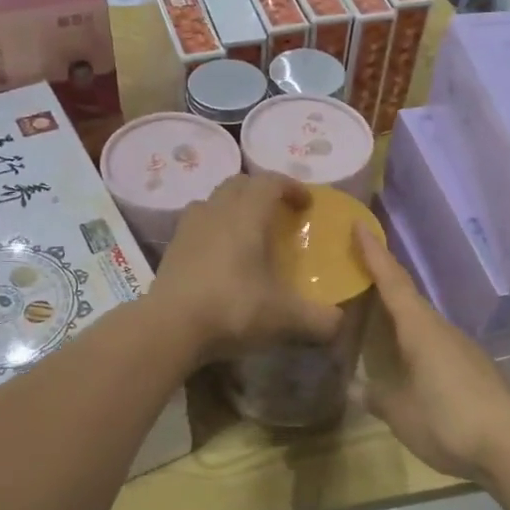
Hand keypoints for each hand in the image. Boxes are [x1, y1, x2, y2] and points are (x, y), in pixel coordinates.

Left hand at [151, 175, 341, 363]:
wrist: (169, 327)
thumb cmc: (233, 309)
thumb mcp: (285, 318)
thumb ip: (319, 319)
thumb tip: (339, 323)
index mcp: (247, 215)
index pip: (270, 181)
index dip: (291, 187)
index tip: (307, 204)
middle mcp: (216, 211)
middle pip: (239, 184)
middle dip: (261, 191)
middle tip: (278, 213)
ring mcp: (188, 228)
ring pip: (213, 202)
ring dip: (233, 207)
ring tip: (247, 232)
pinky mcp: (171, 249)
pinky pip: (196, 226)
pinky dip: (213, 231)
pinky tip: (220, 257)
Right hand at [354, 224, 509, 480]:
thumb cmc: (447, 421)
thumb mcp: (400, 413)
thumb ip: (376, 397)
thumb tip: (355, 387)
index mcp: (420, 330)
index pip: (393, 283)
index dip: (374, 255)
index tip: (359, 226)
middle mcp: (442, 330)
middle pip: (409, 297)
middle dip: (384, 280)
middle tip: (358, 269)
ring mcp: (463, 348)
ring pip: (424, 321)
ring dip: (401, 313)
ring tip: (377, 316)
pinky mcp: (475, 369)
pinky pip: (437, 343)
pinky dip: (417, 340)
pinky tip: (409, 359)